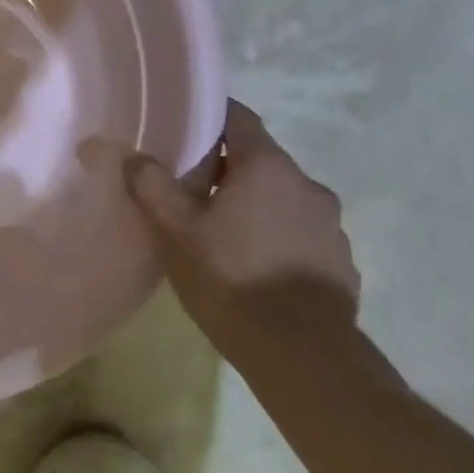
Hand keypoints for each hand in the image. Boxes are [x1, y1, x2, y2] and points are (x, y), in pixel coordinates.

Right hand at [128, 101, 359, 351]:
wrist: (303, 356)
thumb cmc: (232, 279)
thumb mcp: (176, 231)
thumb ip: (151, 185)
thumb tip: (132, 156)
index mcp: (267, 167)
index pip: (239, 118)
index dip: (210, 117)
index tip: (182, 128)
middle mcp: (307, 185)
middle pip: (259, 159)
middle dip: (225, 168)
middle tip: (189, 189)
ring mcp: (331, 224)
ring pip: (281, 197)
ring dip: (253, 203)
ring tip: (221, 232)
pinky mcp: (340, 260)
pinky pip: (300, 232)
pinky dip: (276, 235)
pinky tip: (254, 264)